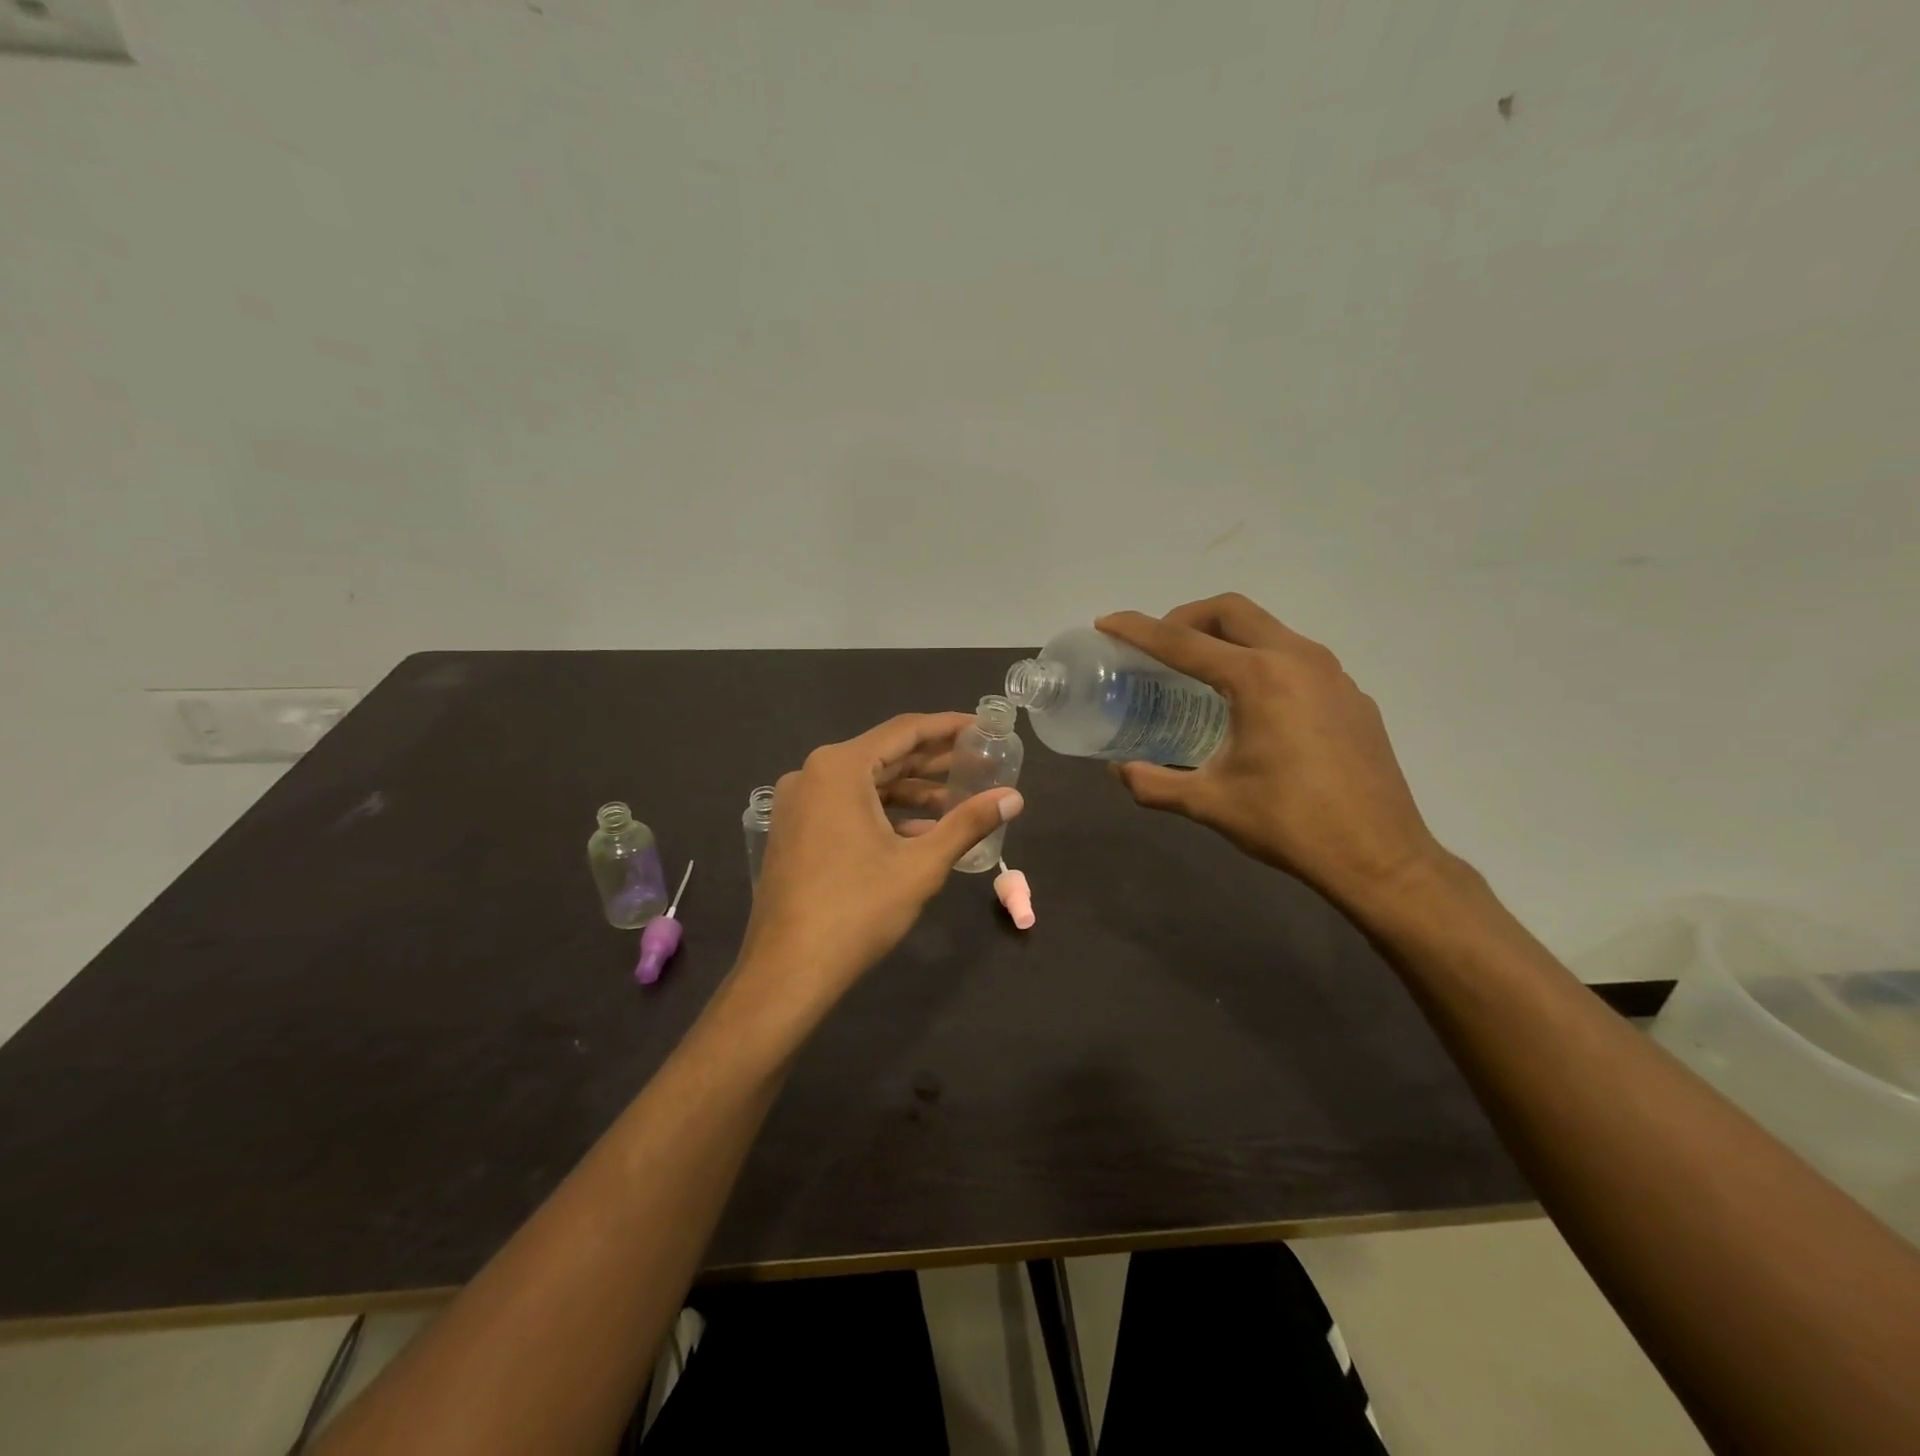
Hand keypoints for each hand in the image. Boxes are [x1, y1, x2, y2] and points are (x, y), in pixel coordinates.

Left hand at [739, 713, 1023, 1011]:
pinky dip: (884, 814)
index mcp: (839, 768)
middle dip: (933, 762)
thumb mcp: (921, 864)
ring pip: (866, 784)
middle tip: (980, 762)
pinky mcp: (796, 831)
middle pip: (884, 756)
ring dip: (911, 793)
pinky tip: (920, 833)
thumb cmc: (857, 910)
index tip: (983, 727)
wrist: (787, 970)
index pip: (904, 732)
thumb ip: (968, 823)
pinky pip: (847, 807)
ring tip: (958, 802)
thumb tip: (1014, 797)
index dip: (948, 727)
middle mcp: (812, 774)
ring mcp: (799, 804)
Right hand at [1097, 594, 1445, 914]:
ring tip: (1201, 672)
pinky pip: (1296, 658)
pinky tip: (1253, 706)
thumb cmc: (1289, 824)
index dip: (1139, 630)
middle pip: (1232, 612)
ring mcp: (1333, 674)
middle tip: (1159, 646)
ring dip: (1227, 636)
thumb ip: (1154, 784)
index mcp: (1258, 678)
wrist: (1379, 856)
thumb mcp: (1210, 804)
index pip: (1183, 641)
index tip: (1108, 622)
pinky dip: (1261, 661)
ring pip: (1269, 629)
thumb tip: (1120, 771)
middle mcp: (1298, 659)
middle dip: (1187, 617)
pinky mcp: (1352, 696)